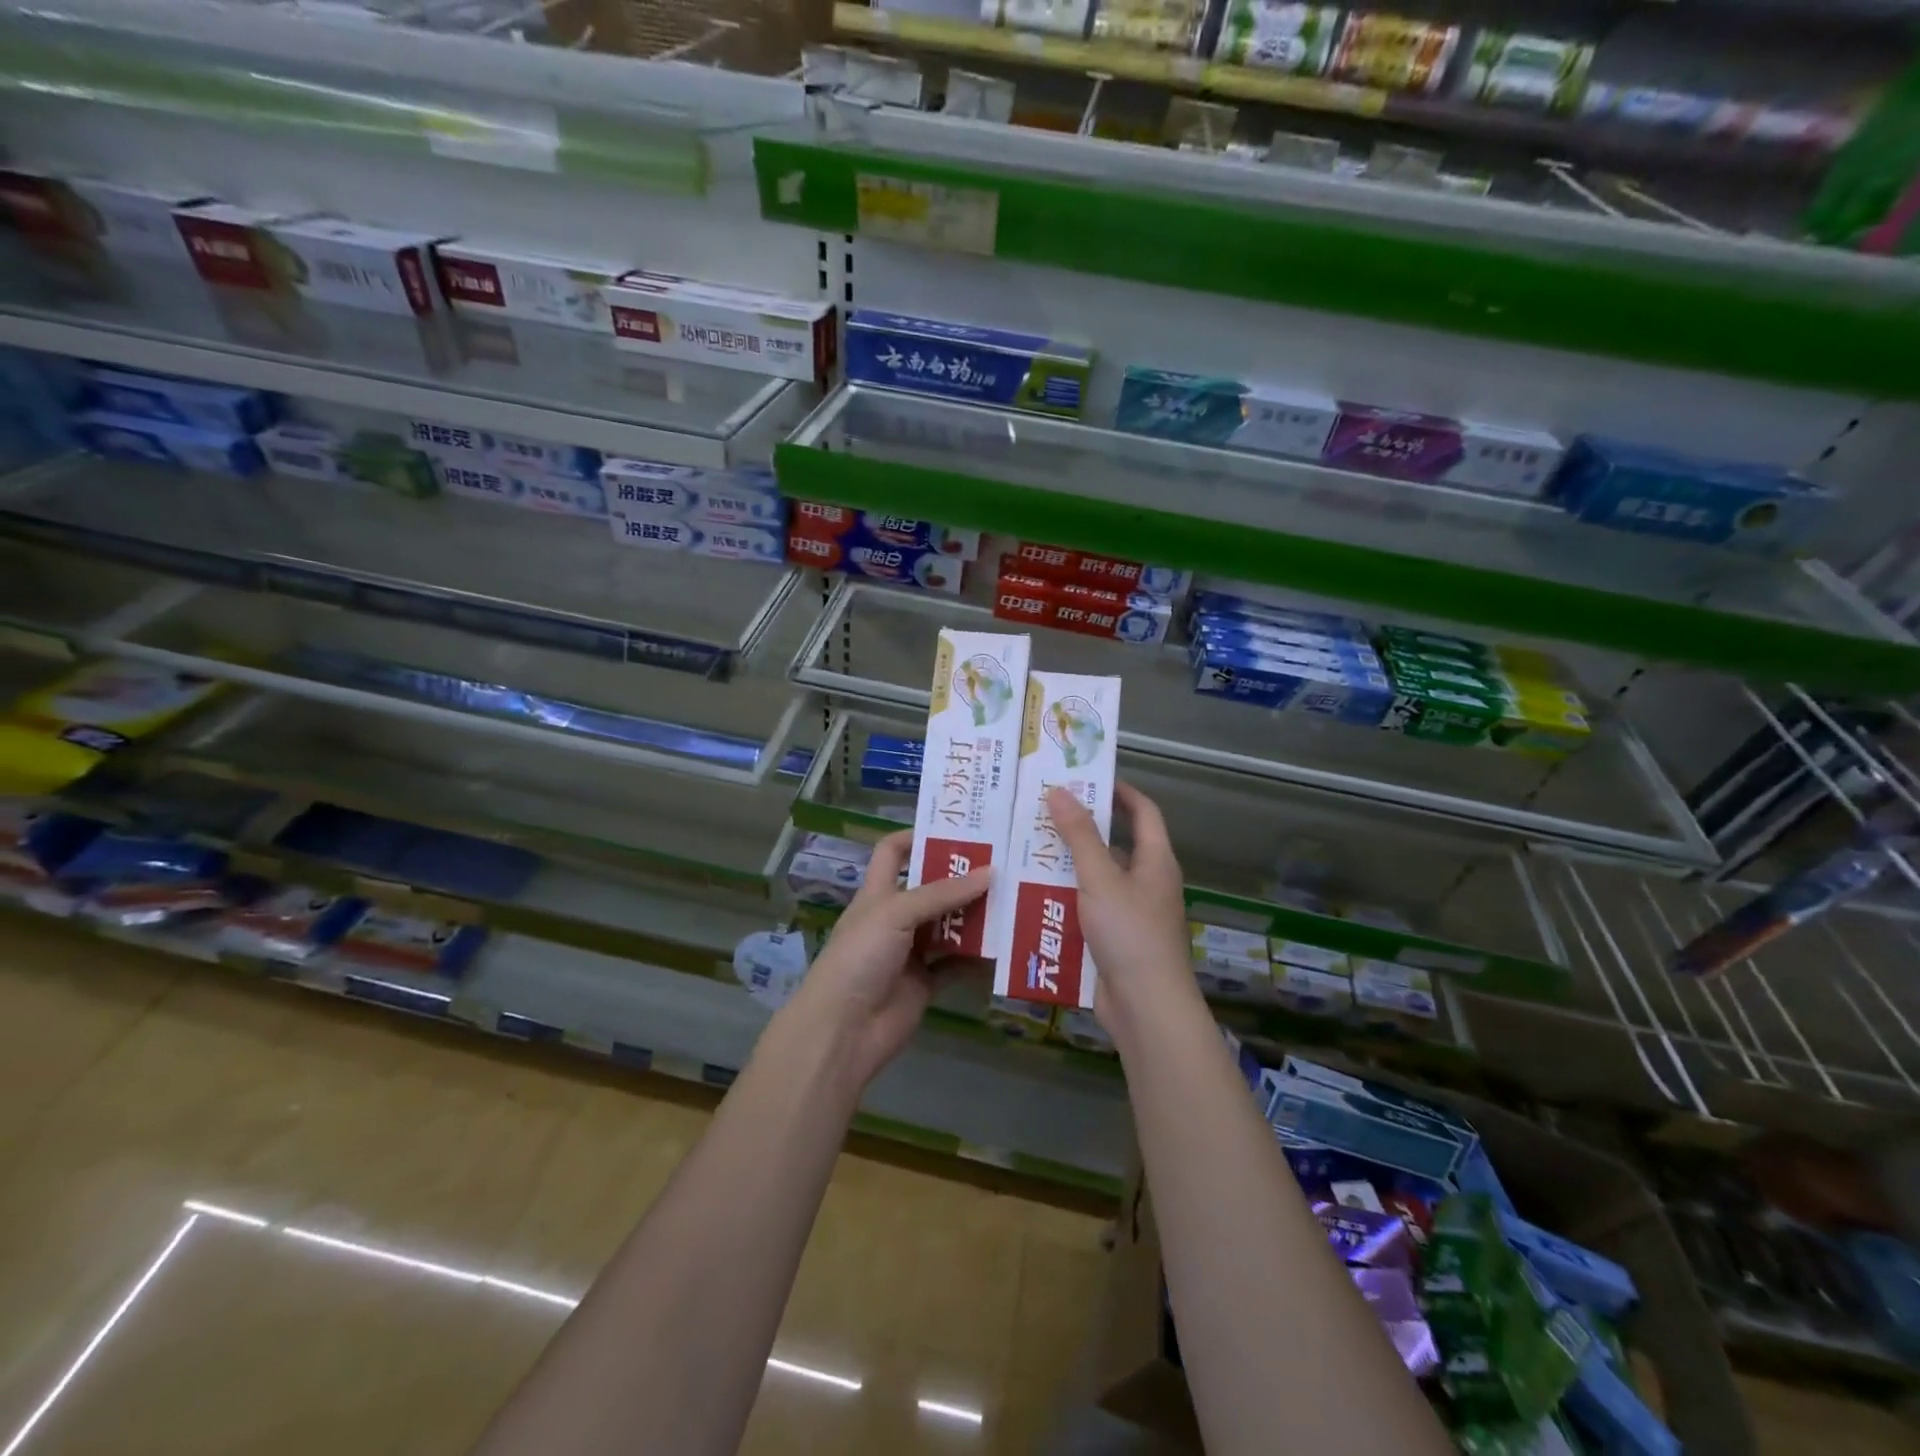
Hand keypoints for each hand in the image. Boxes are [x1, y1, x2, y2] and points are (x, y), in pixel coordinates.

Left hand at [783, 830, 989, 1089]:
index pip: (893, 852)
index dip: (917, 836)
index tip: (956, 829)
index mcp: (878, 893)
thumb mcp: (896, 913)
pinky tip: (1007, 944)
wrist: (843, 1030)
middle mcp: (895, 918)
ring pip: (949, 926)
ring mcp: (911, 952)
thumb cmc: (860, 957)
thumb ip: (942, 894)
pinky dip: (978, 957)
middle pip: (931, 888)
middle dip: (962, 877)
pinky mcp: (926, 983)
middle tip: (1004, 862)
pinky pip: (957, 964)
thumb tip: (990, 871)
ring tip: (1015, 897)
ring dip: (977, 915)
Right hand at [1045, 781, 1194, 1040]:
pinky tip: (1030, 895)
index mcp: (1155, 861)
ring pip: (1094, 879)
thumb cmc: (1130, 933)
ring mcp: (1129, 914)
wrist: (1146, 1008)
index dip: (1120, 791)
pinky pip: (1085, 910)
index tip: (1087, 776)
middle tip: (1040, 813)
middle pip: (1113, 845)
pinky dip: (1062, 900)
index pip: (1144, 812)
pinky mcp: (1112, 940)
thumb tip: (1060, 790)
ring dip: (1065, 866)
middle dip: (1079, 829)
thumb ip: (1079, 835)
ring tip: (1025, 849)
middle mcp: (1146, 883)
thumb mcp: (1100, 878)